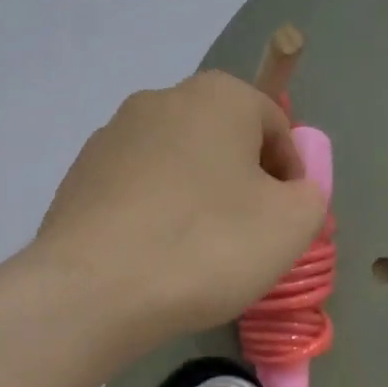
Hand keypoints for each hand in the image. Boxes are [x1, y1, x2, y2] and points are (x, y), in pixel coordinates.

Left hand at [34, 71, 326, 342]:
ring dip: (194, 197)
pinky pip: (134, 190)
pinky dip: (152, 214)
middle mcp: (159, 100)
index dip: (290, 174)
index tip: (286, 220)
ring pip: (174, 164)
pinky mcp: (78, 176)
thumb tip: (289, 188)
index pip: (274, 125)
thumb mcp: (290, 225)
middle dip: (240, 182)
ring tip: (195, 252)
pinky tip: (151, 256)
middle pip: (220, 140)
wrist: (94, 290)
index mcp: (217, 96)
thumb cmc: (206, 247)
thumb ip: (309, 194)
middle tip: (246, 237)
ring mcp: (110, 137)